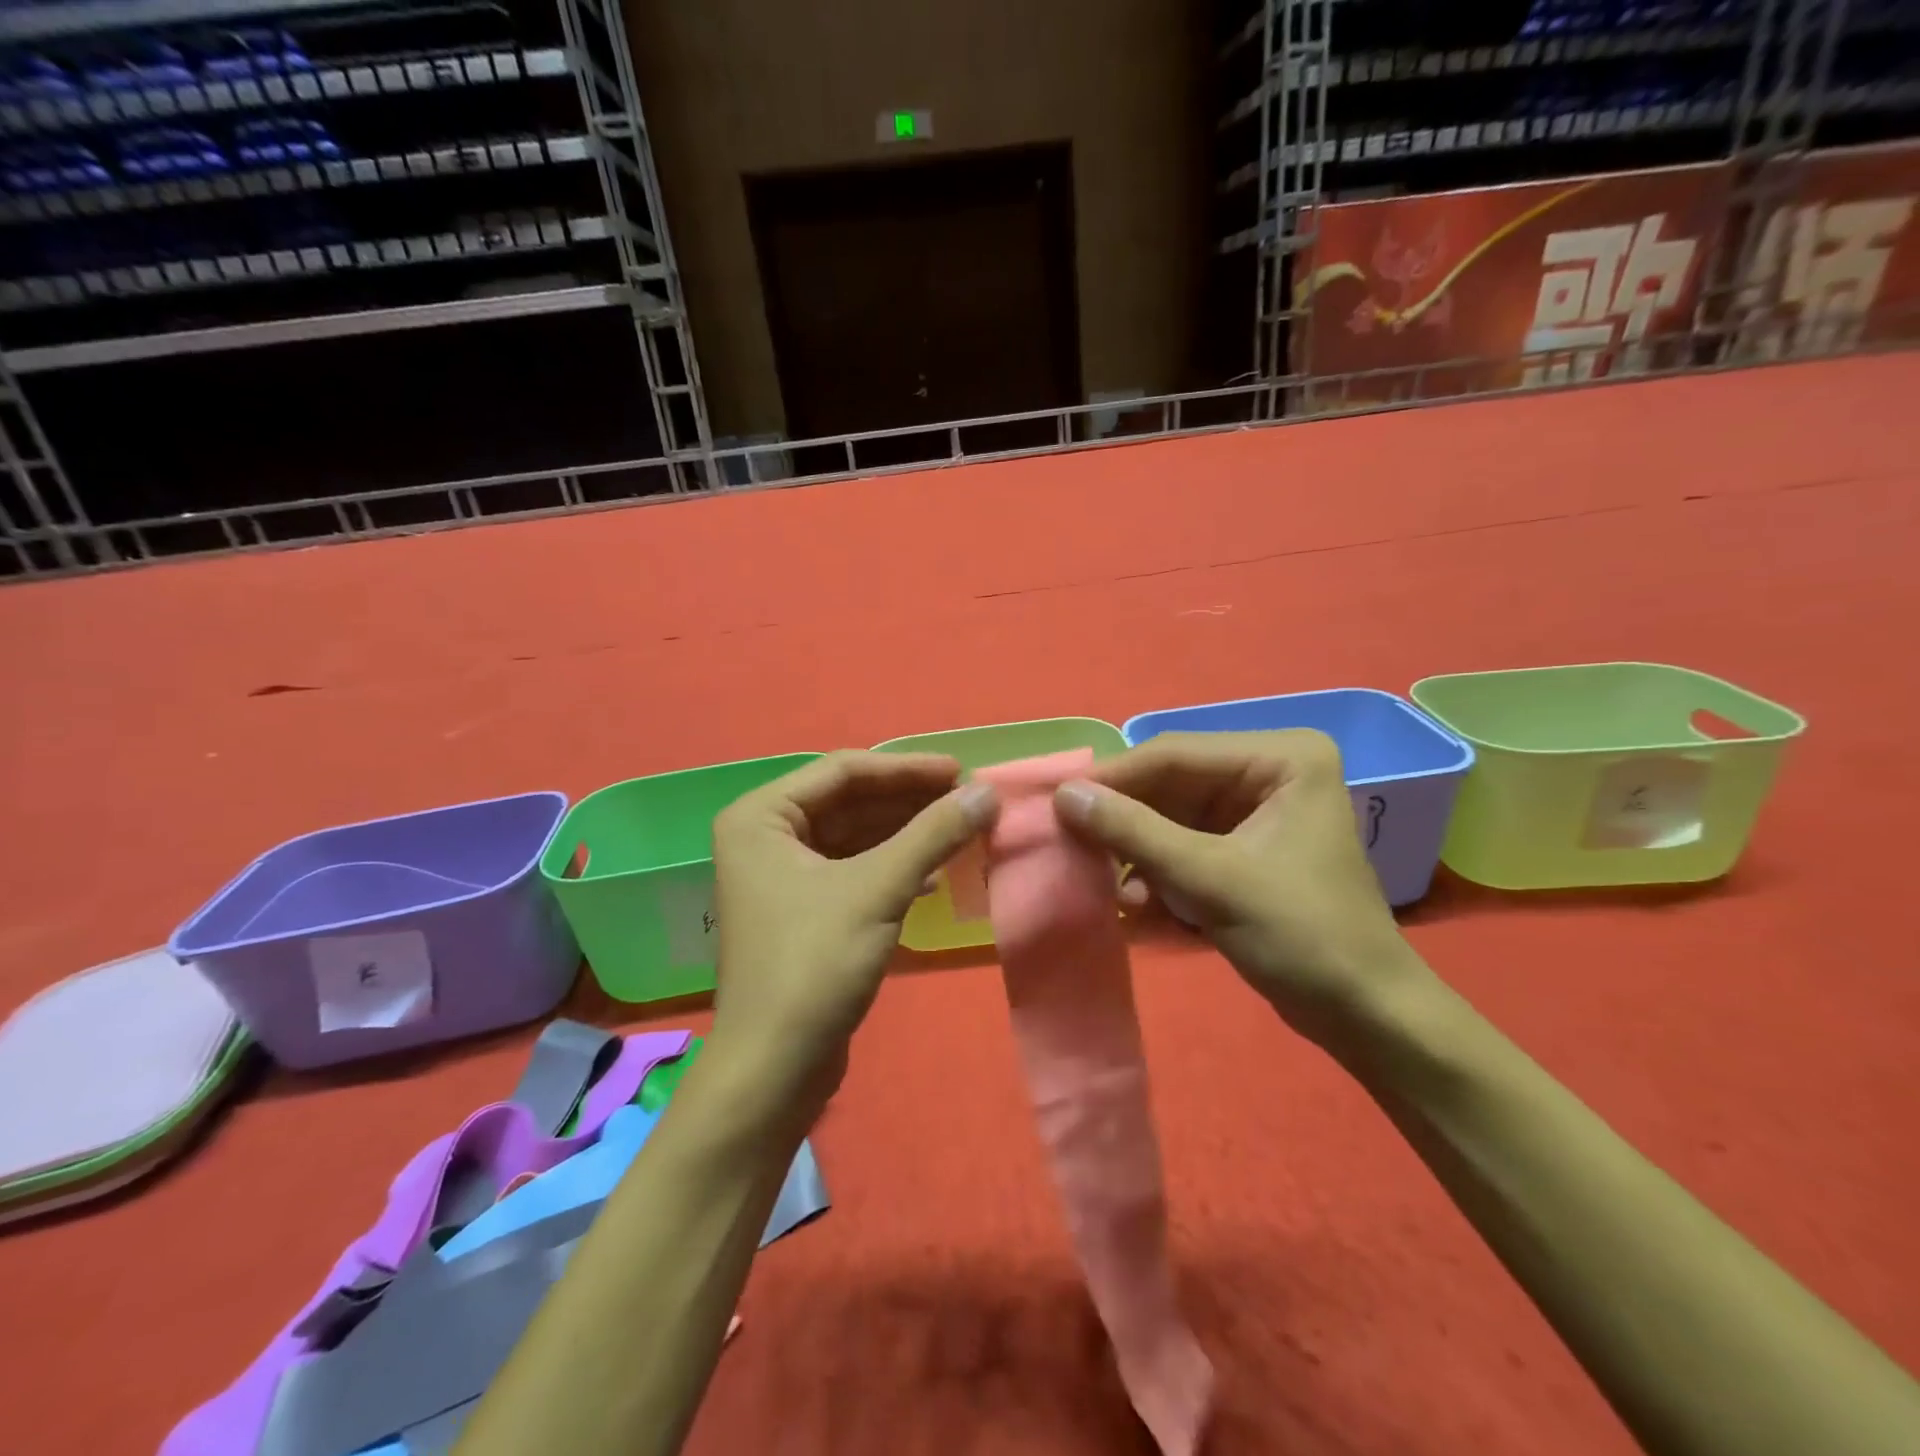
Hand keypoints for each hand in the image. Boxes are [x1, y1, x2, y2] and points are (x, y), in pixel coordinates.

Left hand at [710, 751, 997, 1102]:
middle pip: (850, 801)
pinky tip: (937, 874)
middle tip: (970, 800)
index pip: (843, 771)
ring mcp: (783, 875)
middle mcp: (765, 836)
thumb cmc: (815, 964)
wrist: (775, 1068)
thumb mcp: (879, 889)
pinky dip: (895, 866)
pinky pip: (855, 869)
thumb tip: (988, 792)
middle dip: (910, 801)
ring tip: (963, 830)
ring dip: (909, 834)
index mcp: (761, 816)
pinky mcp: (804, 909)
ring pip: (856, 836)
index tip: (962, 771)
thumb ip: (933, 833)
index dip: (906, 769)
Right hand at [1054, 730, 1435, 1044]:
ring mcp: (1257, 811)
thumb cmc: (1302, 936)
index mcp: (1281, 757)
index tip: (1057, 802)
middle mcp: (1269, 772)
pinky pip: (1185, 845)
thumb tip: (1064, 795)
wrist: (1365, 1017)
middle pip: (1171, 785)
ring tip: (1104, 883)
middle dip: (1124, 821)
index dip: (1113, 778)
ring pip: (1171, 817)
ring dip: (1137, 852)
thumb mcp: (1209, 879)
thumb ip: (1133, 832)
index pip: (1175, 754)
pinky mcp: (1246, 849)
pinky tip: (1139, 905)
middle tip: (1069, 842)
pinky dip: (1159, 872)